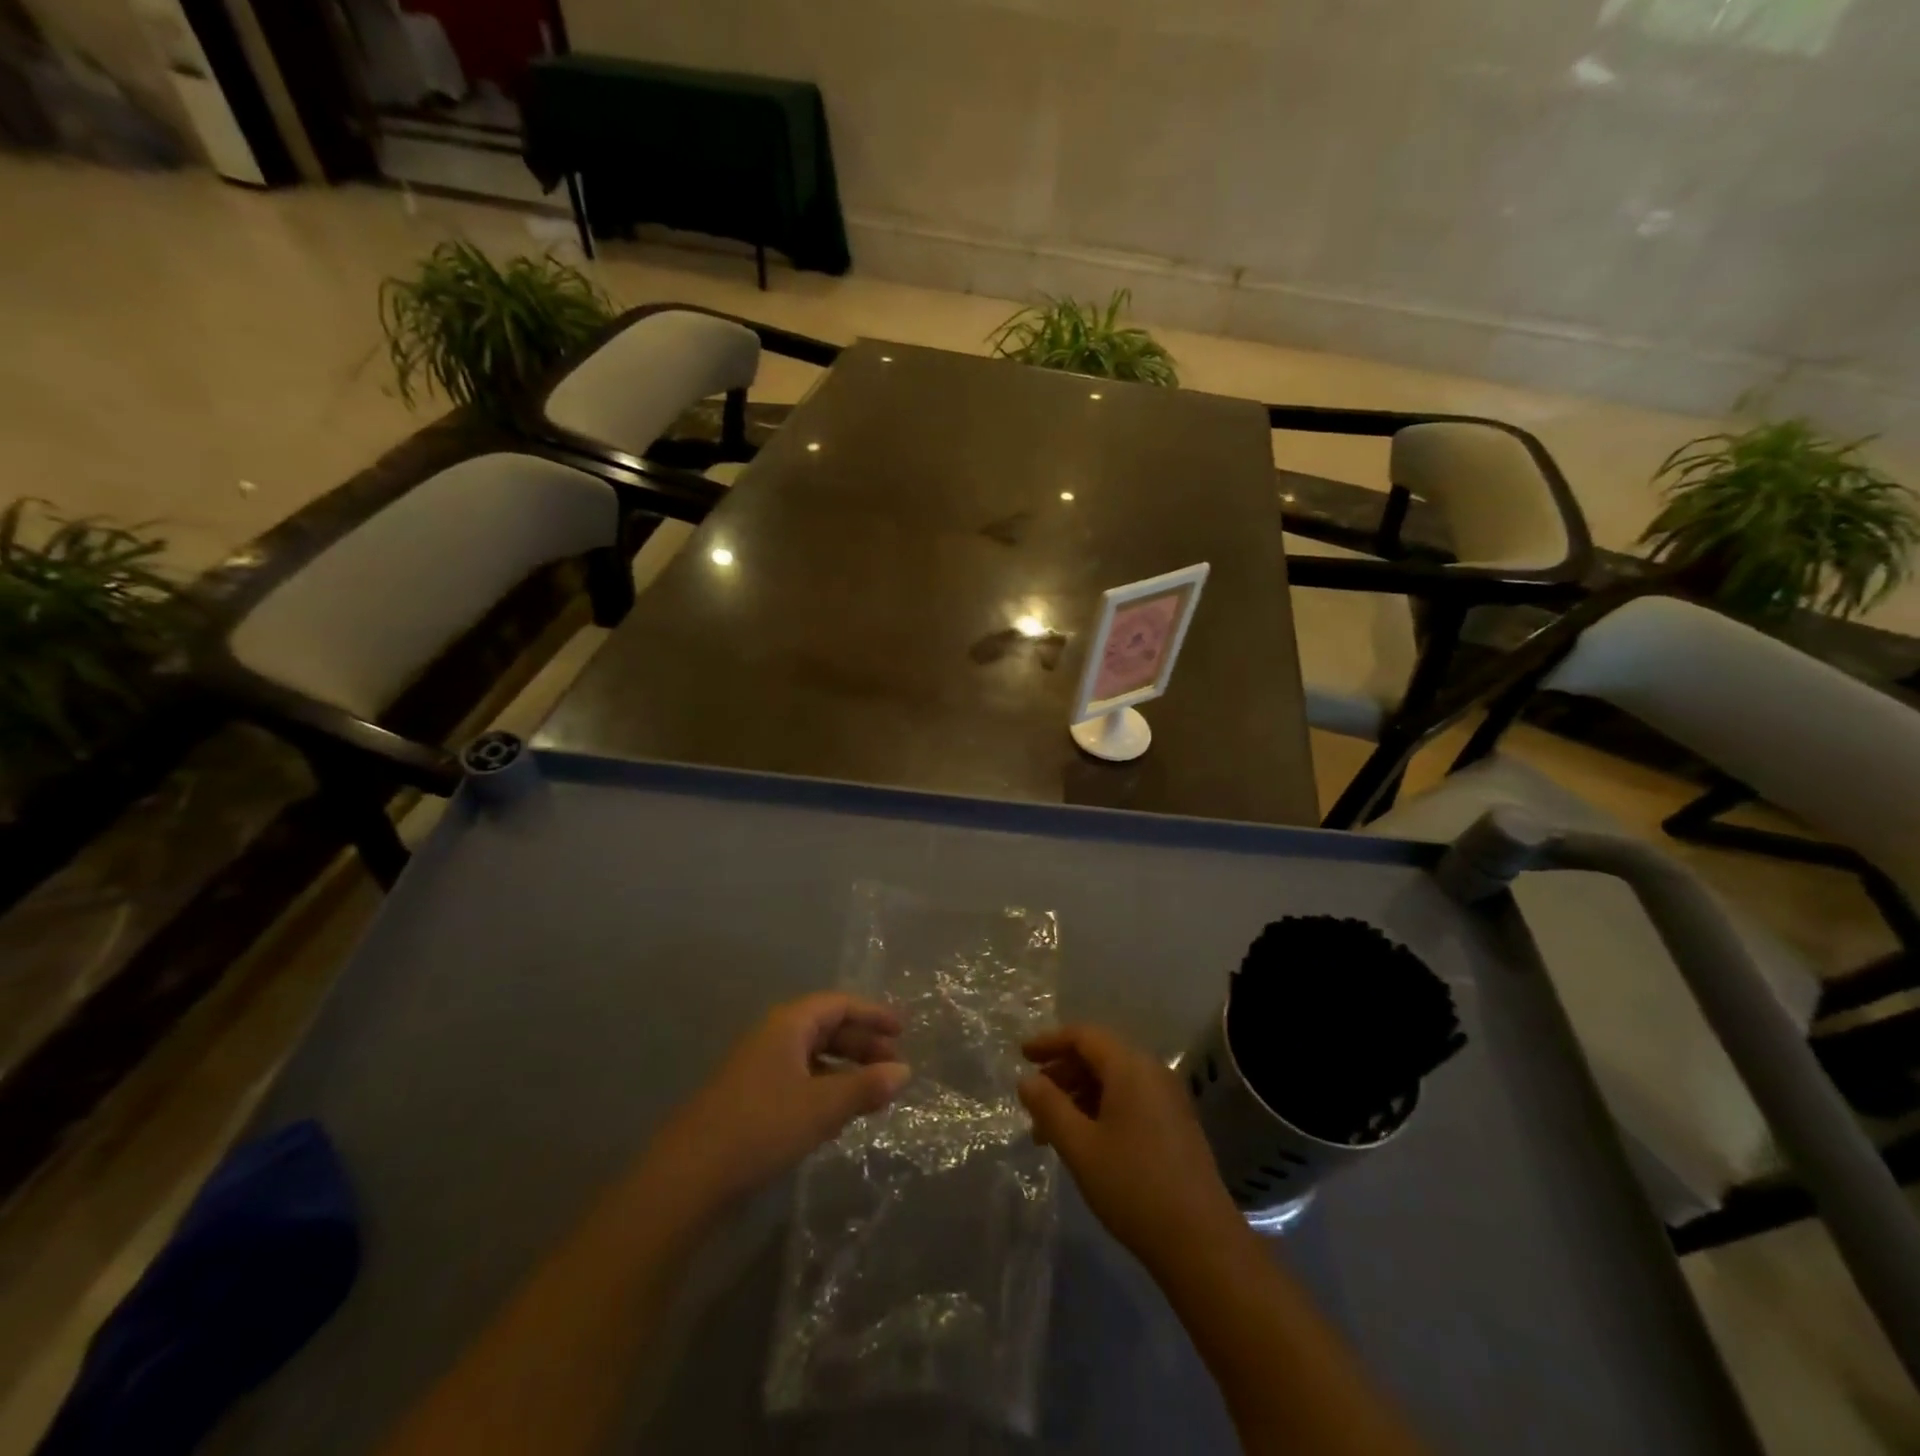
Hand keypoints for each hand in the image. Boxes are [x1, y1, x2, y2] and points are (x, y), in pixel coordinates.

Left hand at [641, 994, 910, 1219]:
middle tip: (894, 1067)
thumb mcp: (822, 1107)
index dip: (873, 1014)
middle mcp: (774, 1036)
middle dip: (863, 1045)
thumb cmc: (762, 1126)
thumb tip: (904, 1071)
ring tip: (873, 1093)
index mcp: (789, 1024)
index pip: (839, 1004)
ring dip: (846, 1069)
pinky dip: (825, 1088)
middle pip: (827, 1028)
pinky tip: (837, 1115)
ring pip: (813, 1056)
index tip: (903, 1030)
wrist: (689, 1174)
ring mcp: (759, 1067)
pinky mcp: (751, 1097)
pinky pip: (799, 1079)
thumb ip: (866, 1087)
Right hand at [1020, 1025, 1244, 1272]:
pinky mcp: (1175, 1124)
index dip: (1049, 1041)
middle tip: (1033, 1098)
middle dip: (1062, 1072)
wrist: (1202, 1243)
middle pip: (1099, 1055)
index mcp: (1130, 1067)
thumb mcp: (1080, 1147)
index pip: (1084, 1036)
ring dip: (1078, 1095)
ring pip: (1113, 1080)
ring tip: (1050, 1130)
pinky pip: (1129, 1099)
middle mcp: (1152, 1072)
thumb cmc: (1133, 1187)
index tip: (1021, 1056)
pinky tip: (1084, 1141)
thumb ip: (1049, 1107)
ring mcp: (1168, 1099)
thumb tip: (1026, 1080)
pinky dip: (1100, 1109)